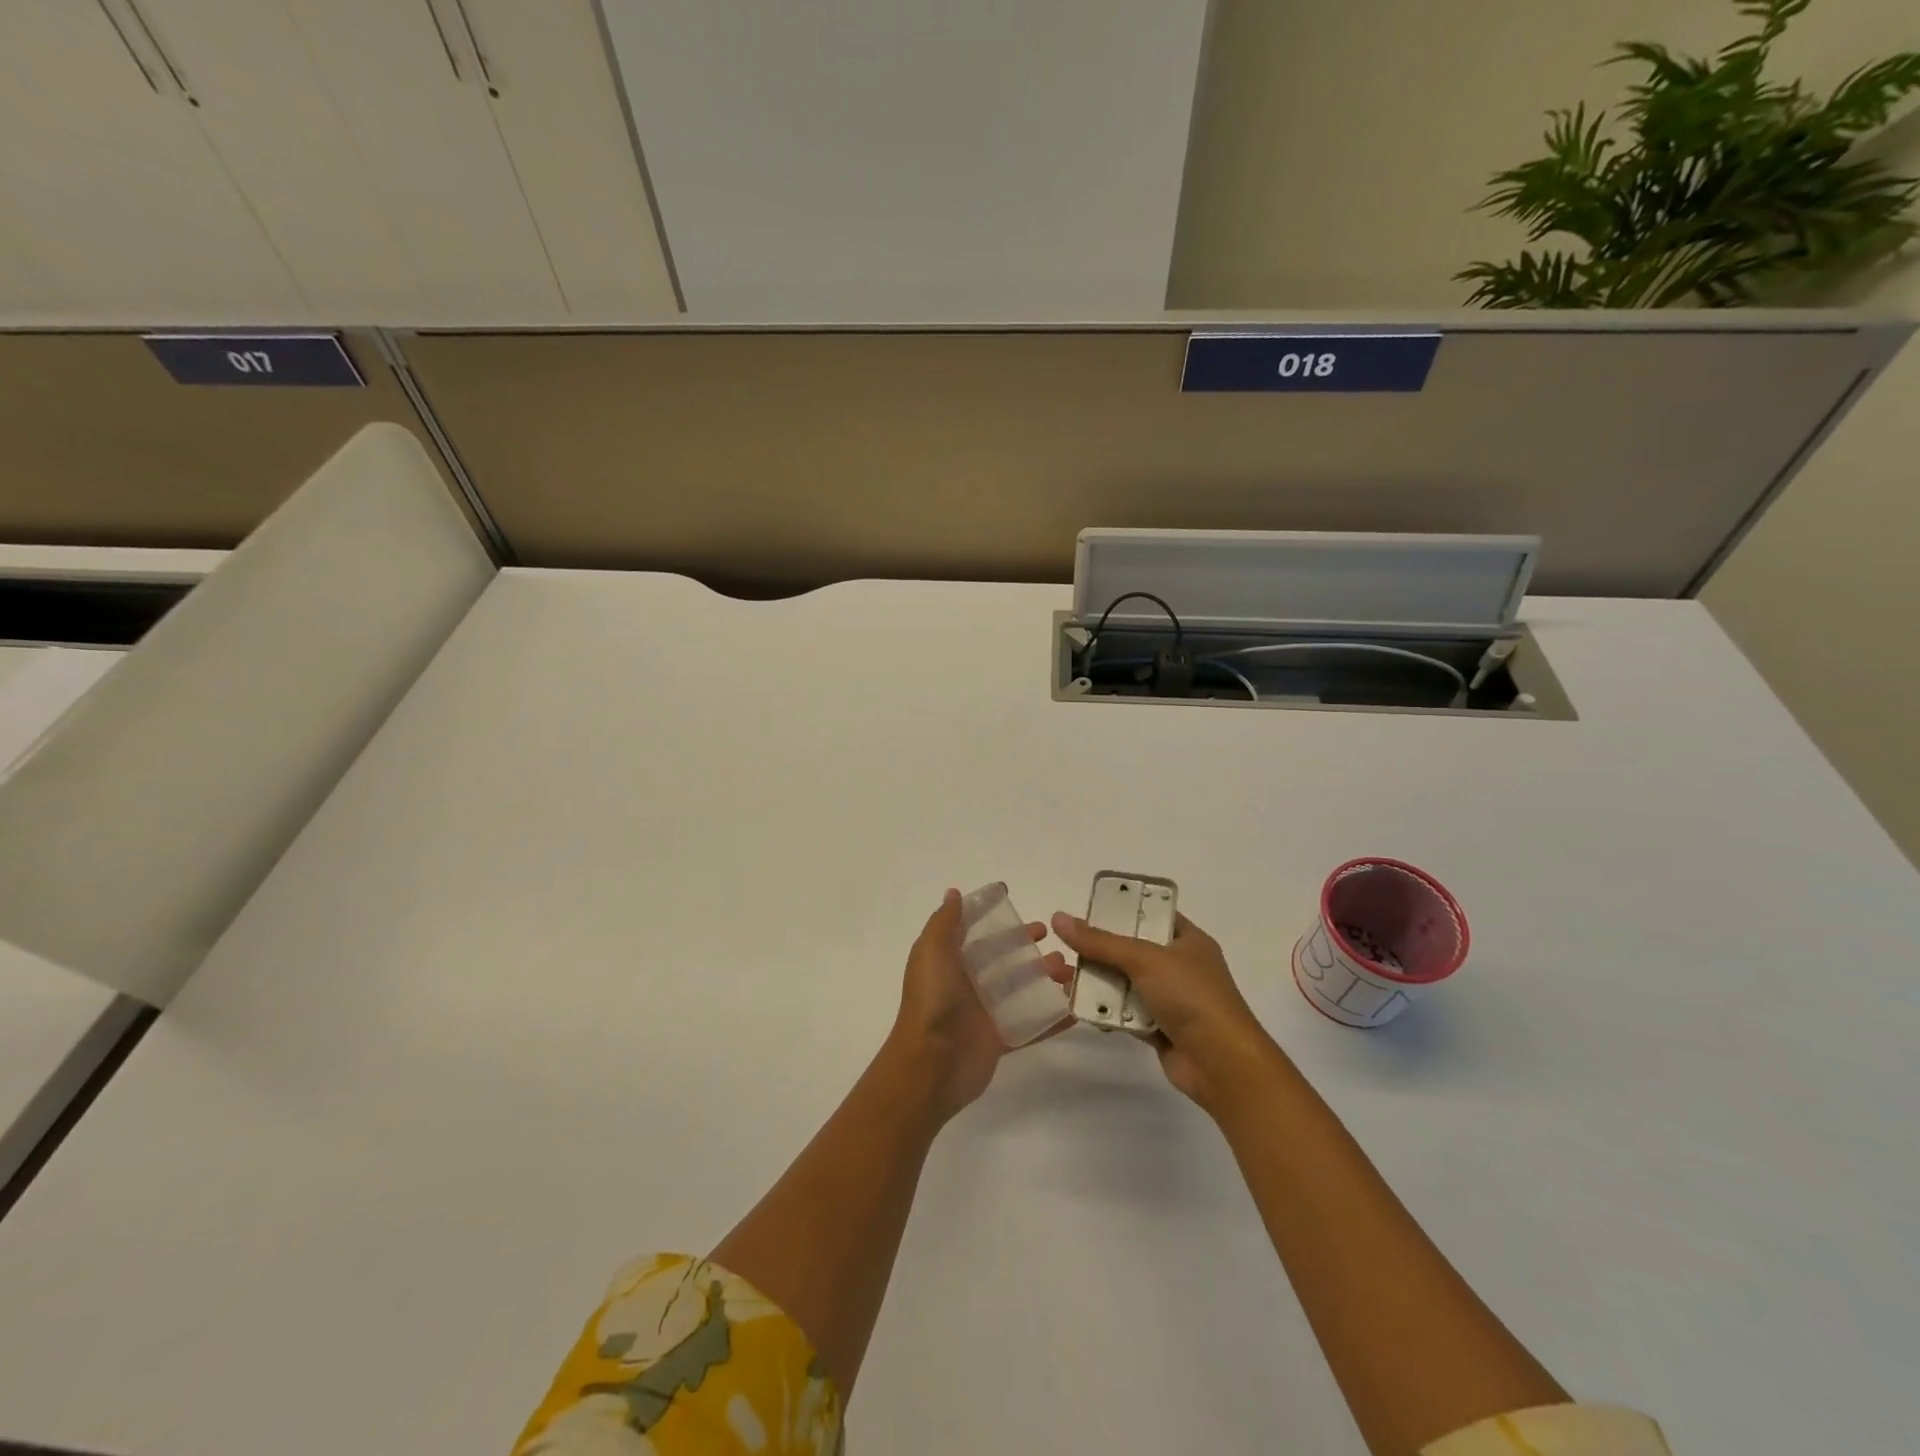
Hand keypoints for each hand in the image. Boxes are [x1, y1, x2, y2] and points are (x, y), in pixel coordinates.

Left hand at [887, 889, 1069, 1121]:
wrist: (930, 1065)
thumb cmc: (932, 1001)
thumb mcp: (932, 952)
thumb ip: (945, 922)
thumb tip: (954, 893)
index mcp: (949, 961)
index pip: (974, 932)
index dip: (992, 916)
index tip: (1014, 900)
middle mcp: (966, 983)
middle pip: (1002, 958)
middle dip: (1026, 946)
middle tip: (1053, 938)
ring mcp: (984, 1013)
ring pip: (1020, 989)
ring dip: (1045, 977)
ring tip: (1070, 972)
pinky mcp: (999, 1040)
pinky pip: (1030, 1026)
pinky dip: (1052, 1018)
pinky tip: (1074, 1010)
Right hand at [1050, 909, 1279, 1112]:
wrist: (1221, 1064)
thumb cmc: (1191, 996)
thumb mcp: (1144, 958)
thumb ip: (1100, 941)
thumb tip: (1059, 919)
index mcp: (1188, 940)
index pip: (1152, 915)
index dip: (1122, 910)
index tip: (1088, 910)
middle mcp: (1180, 966)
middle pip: (1132, 950)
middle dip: (1100, 951)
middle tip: (1066, 948)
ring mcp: (1171, 999)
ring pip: (1126, 983)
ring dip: (1098, 982)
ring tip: (1064, 978)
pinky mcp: (1160, 1028)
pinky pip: (1126, 1013)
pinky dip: (1107, 1011)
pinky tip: (1080, 1008)